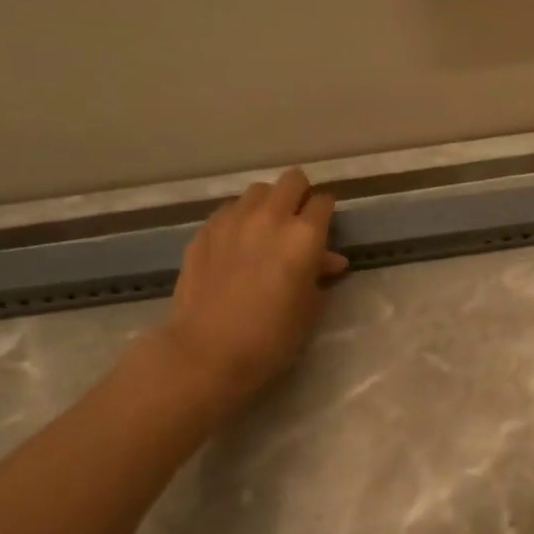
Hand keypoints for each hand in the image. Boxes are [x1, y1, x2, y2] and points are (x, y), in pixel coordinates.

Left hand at [158, 168, 347, 407]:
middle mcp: (271, 217)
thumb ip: (320, 275)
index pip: (323, 202)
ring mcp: (233, 220)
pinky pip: (229, 210)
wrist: (206, 353)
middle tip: (298, 221)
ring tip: (266, 229)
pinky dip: (239, 218)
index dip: (326, 214)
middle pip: (293, 181)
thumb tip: (328, 260)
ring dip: (268, 203)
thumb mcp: (309, 308)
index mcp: (304, 236)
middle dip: (300, 195)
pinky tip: (237, 243)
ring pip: (258, 190)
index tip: (324, 230)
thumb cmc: (271, 338)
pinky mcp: (205, 230)